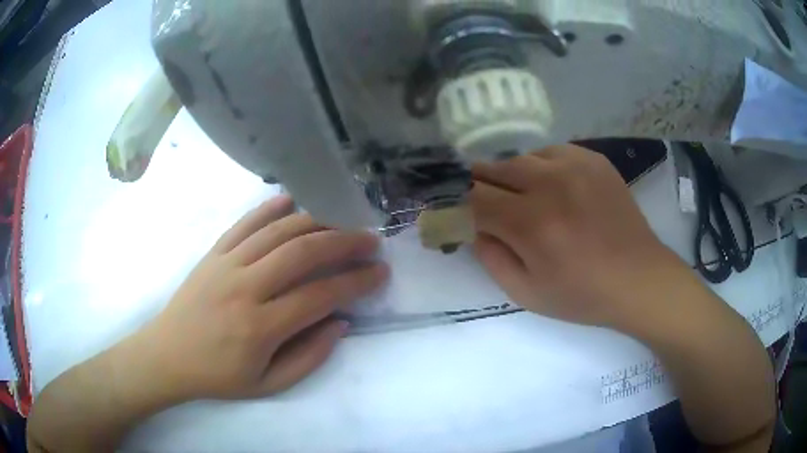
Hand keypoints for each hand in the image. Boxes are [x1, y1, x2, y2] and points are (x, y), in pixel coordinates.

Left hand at [130, 195, 387, 400]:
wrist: (168, 355)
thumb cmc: (218, 376)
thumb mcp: (268, 384)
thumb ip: (308, 357)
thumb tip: (340, 323)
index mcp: (259, 327)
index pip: (319, 296)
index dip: (355, 282)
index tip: (379, 272)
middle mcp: (245, 288)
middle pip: (302, 253)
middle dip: (343, 243)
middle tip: (370, 240)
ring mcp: (226, 264)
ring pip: (277, 232)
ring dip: (316, 221)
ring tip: (343, 219)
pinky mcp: (213, 253)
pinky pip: (245, 223)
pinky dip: (270, 208)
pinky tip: (292, 200)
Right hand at [470, 144, 685, 330]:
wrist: (638, 278)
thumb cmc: (582, 295)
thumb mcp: (526, 294)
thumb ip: (490, 258)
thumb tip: (474, 227)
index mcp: (531, 223)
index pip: (474, 197)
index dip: (458, 203)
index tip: (457, 212)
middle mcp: (550, 184)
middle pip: (494, 169)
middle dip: (480, 185)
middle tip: (485, 202)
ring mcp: (575, 166)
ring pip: (522, 158)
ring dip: (512, 177)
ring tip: (521, 197)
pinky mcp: (594, 160)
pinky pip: (552, 152)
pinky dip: (541, 167)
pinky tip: (551, 187)